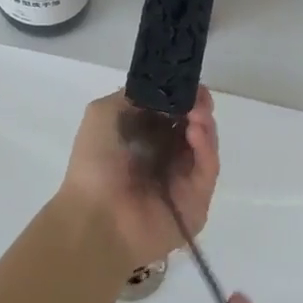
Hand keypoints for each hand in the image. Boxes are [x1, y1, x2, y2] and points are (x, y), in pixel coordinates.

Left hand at [52, 88, 219, 271]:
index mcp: (144, 138)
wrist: (96, 217)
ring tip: (197, 113)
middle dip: (199, 108)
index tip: (190, 85)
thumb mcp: (102, 114)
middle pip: (194, 126)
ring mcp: (183, 180)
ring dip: (204, 124)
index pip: (173, 112)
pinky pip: (208, 170)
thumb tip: (163, 89)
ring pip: (205, 146)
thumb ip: (133, 95)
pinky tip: (196, 132)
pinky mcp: (197, 201)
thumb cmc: (94, 164)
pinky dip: (207, 149)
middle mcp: (166, 157)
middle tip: (200, 99)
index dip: (183, 96)